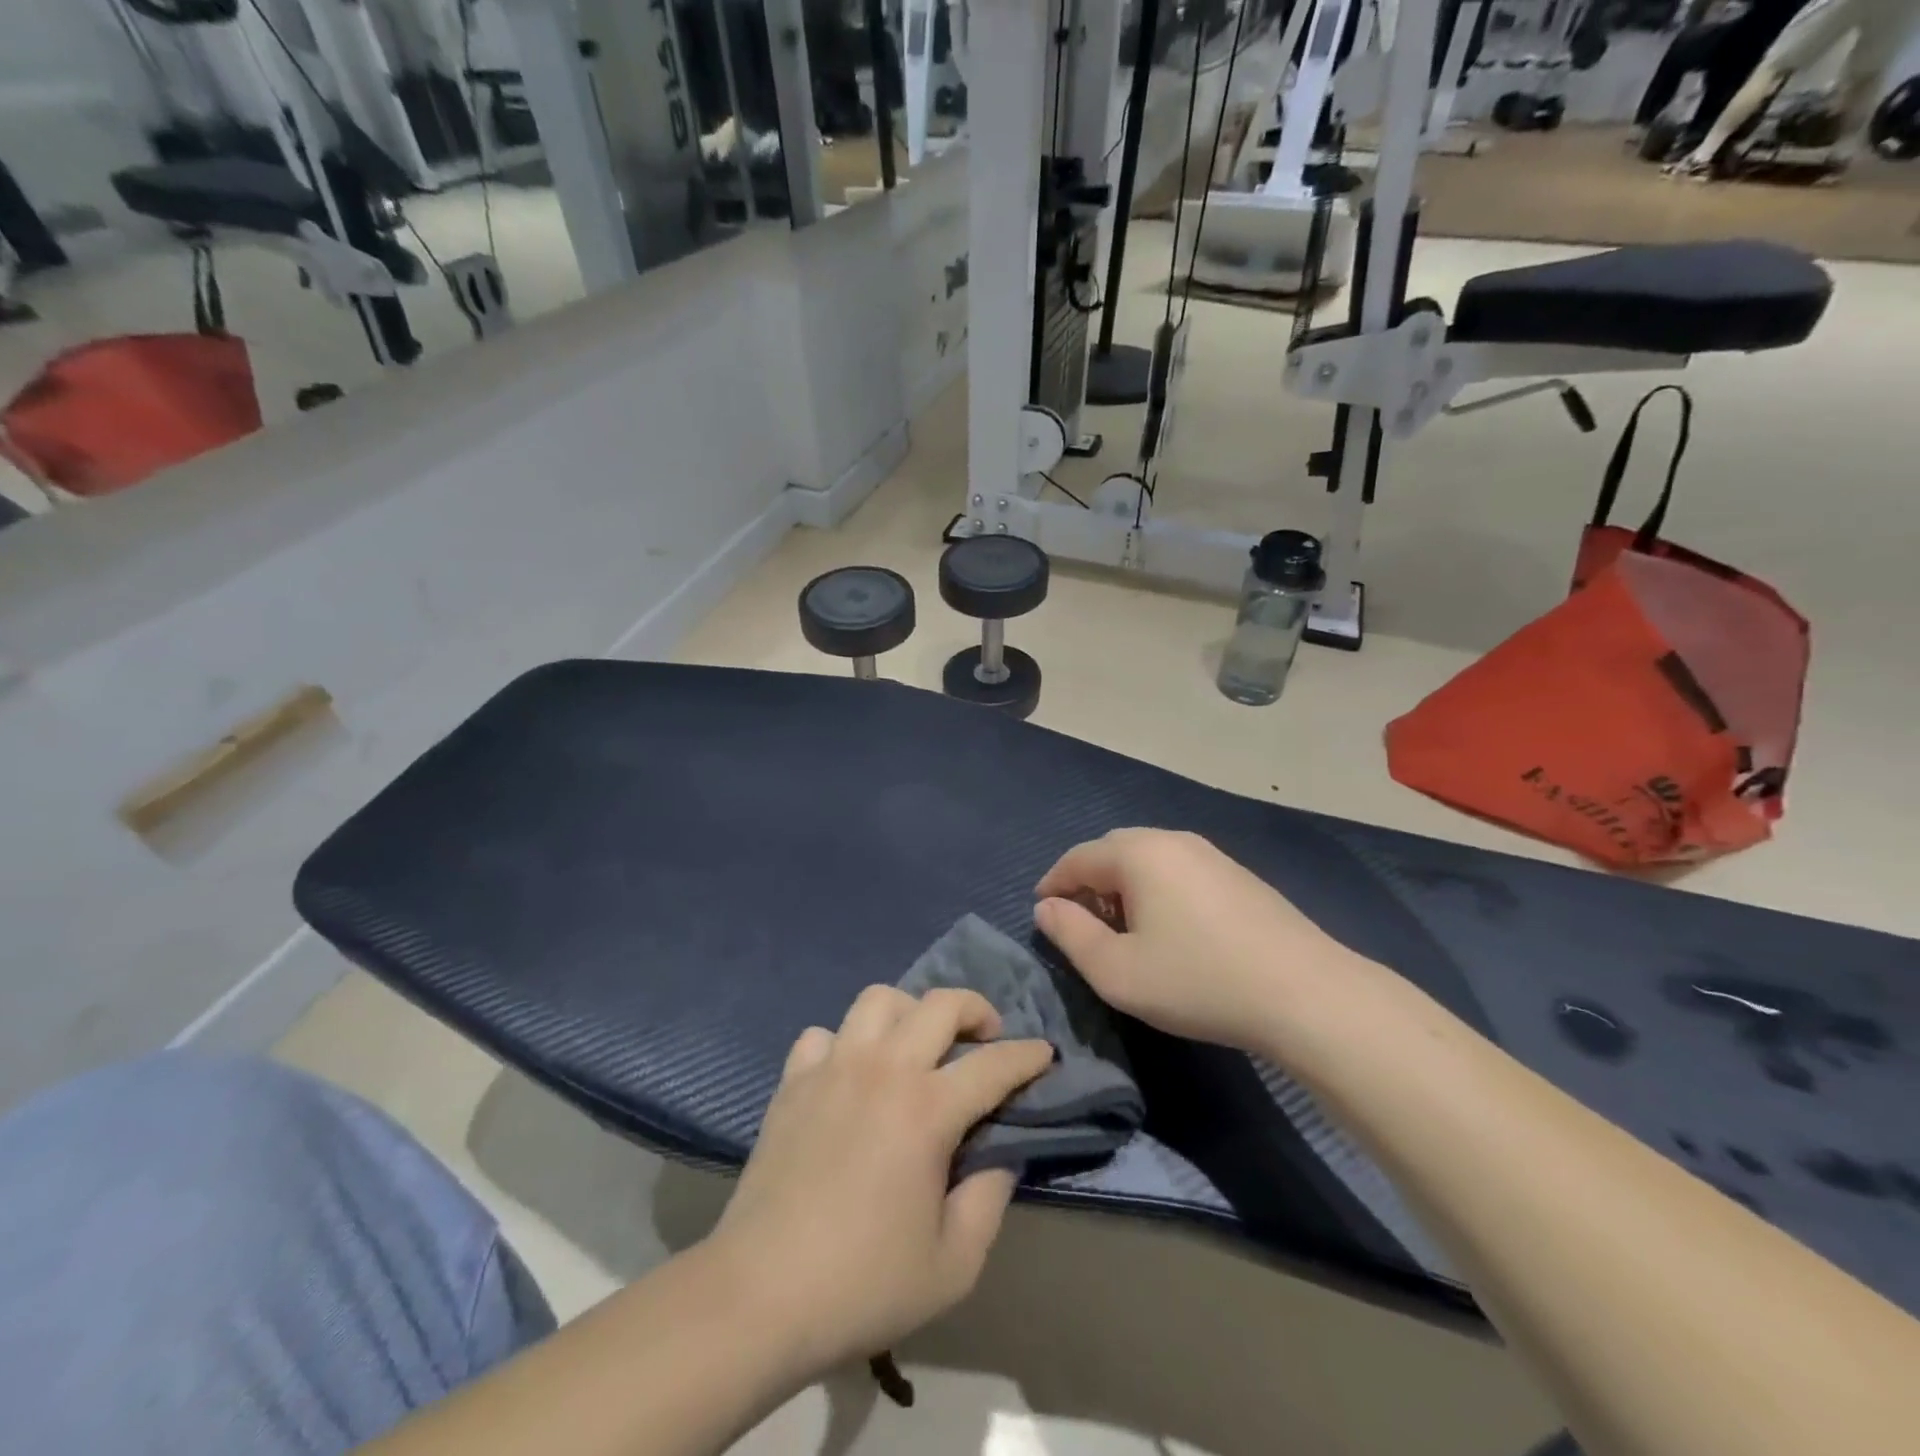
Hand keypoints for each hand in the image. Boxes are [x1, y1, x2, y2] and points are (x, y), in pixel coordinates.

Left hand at [709, 987, 1052, 1376]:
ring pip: (878, 999)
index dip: (1027, 1055)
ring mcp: (832, 1067)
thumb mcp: (953, 1264)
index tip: (1045, 1053)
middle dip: (976, 1009)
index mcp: (927, 1109)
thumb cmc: (863, 1284)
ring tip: (917, 1045)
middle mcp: (882, 1069)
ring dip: (909, 1011)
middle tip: (986, 1036)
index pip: (993, 1064)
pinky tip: (850, 1075)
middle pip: (939, 1003)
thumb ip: (990, 1198)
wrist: (759, 1296)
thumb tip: (1000, 1153)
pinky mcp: (792, 1081)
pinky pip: (823, 1035)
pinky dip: (844, 1043)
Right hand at [1034, 828, 1363, 1052]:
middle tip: (1080, 922)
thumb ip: (1071, 935)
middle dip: (1088, 882)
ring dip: (1123, 886)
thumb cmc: (1197, 981)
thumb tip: (1047, 908)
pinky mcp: (1238, 875)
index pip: (1078, 858)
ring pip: (1148, 859)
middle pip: (1113, 851)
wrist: (1305, 993)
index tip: (1041, 913)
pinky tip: (1169, 929)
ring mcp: (1211, 854)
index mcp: (1138, 854)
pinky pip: (1179, 871)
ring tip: (1122, 929)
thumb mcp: (1117, 972)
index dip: (1053, 884)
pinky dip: (1157, 890)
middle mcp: (1172, 840)